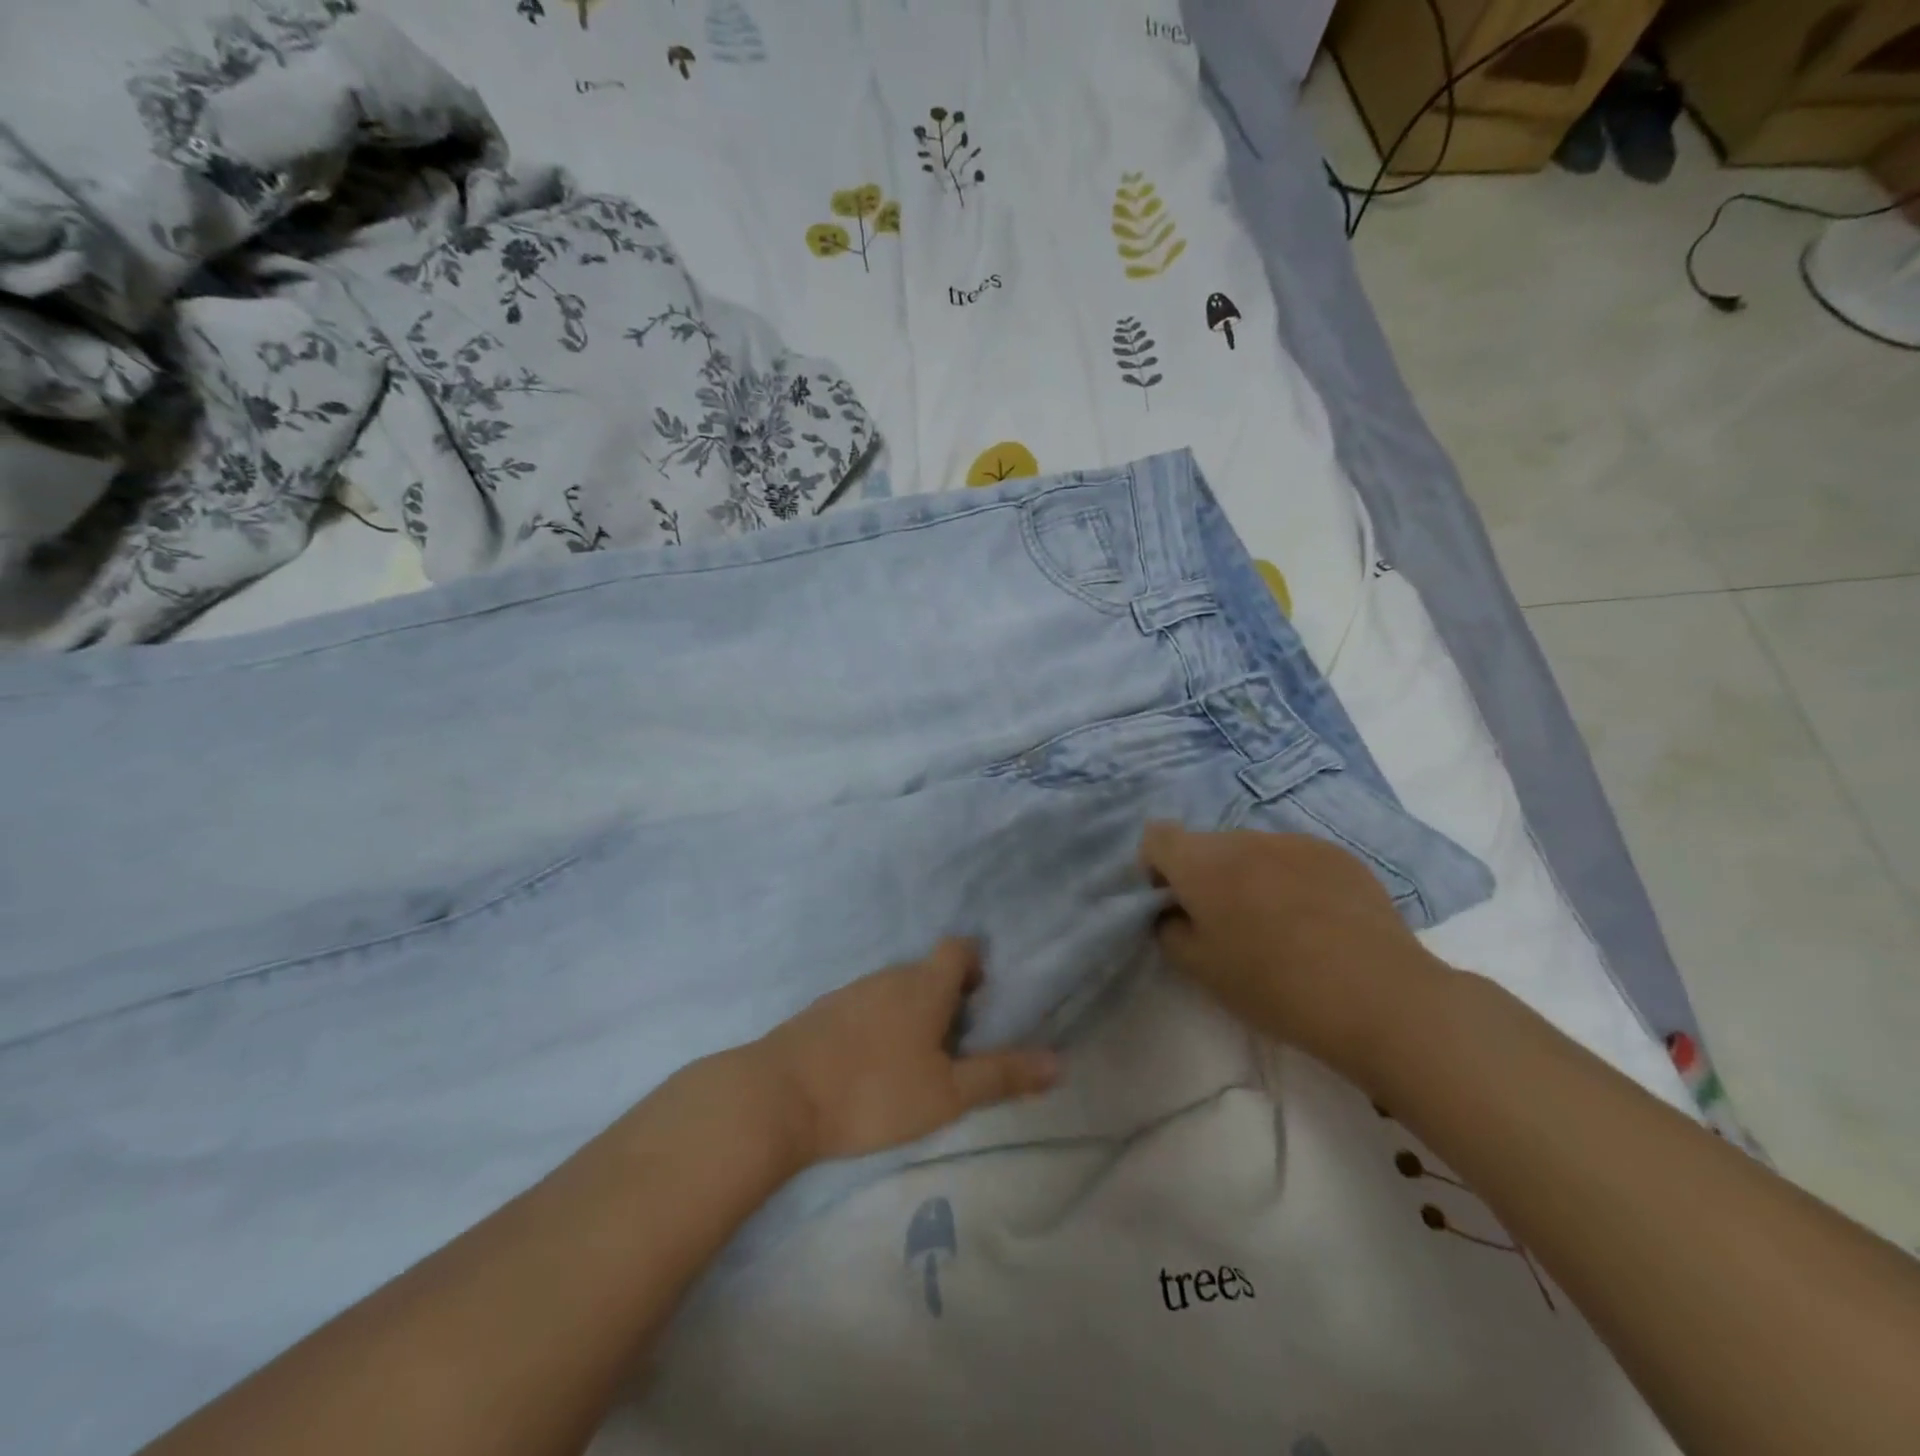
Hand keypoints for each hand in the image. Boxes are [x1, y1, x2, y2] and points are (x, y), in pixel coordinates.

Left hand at [753, 938, 1061, 1165]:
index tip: (981, 1001)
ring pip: (895, 991)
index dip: (976, 965)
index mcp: (923, 984)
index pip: (958, 948)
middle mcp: (888, 976)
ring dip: (912, 1015)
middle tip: (956, 1047)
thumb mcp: (947, 1094)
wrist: (777, 1097)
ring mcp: (851, 991)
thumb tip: (1059, 1062)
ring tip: (916, 1062)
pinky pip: (865, 1007)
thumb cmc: (874, 1091)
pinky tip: (871, 1068)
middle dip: (948, 999)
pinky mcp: (821, 1013)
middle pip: (928, 972)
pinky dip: (879, 1026)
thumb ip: (1001, 1076)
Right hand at [1138, 821, 1449, 1085]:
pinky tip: (1316, 923)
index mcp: (1203, 862)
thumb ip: (1169, 930)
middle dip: (1204, 876)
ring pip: (1251, 851)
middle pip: (1206, 845)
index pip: (1157, 837)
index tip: (1174, 904)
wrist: (1379, 997)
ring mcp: (1295, 842)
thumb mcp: (1200, 969)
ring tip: (1276, 926)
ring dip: (1248, 876)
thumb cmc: (1274, 985)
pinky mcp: (1338, 855)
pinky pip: (1294, 858)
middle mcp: (1245, 839)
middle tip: (1225, 925)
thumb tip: (1173, 911)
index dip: (1155, 868)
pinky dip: (1290, 880)